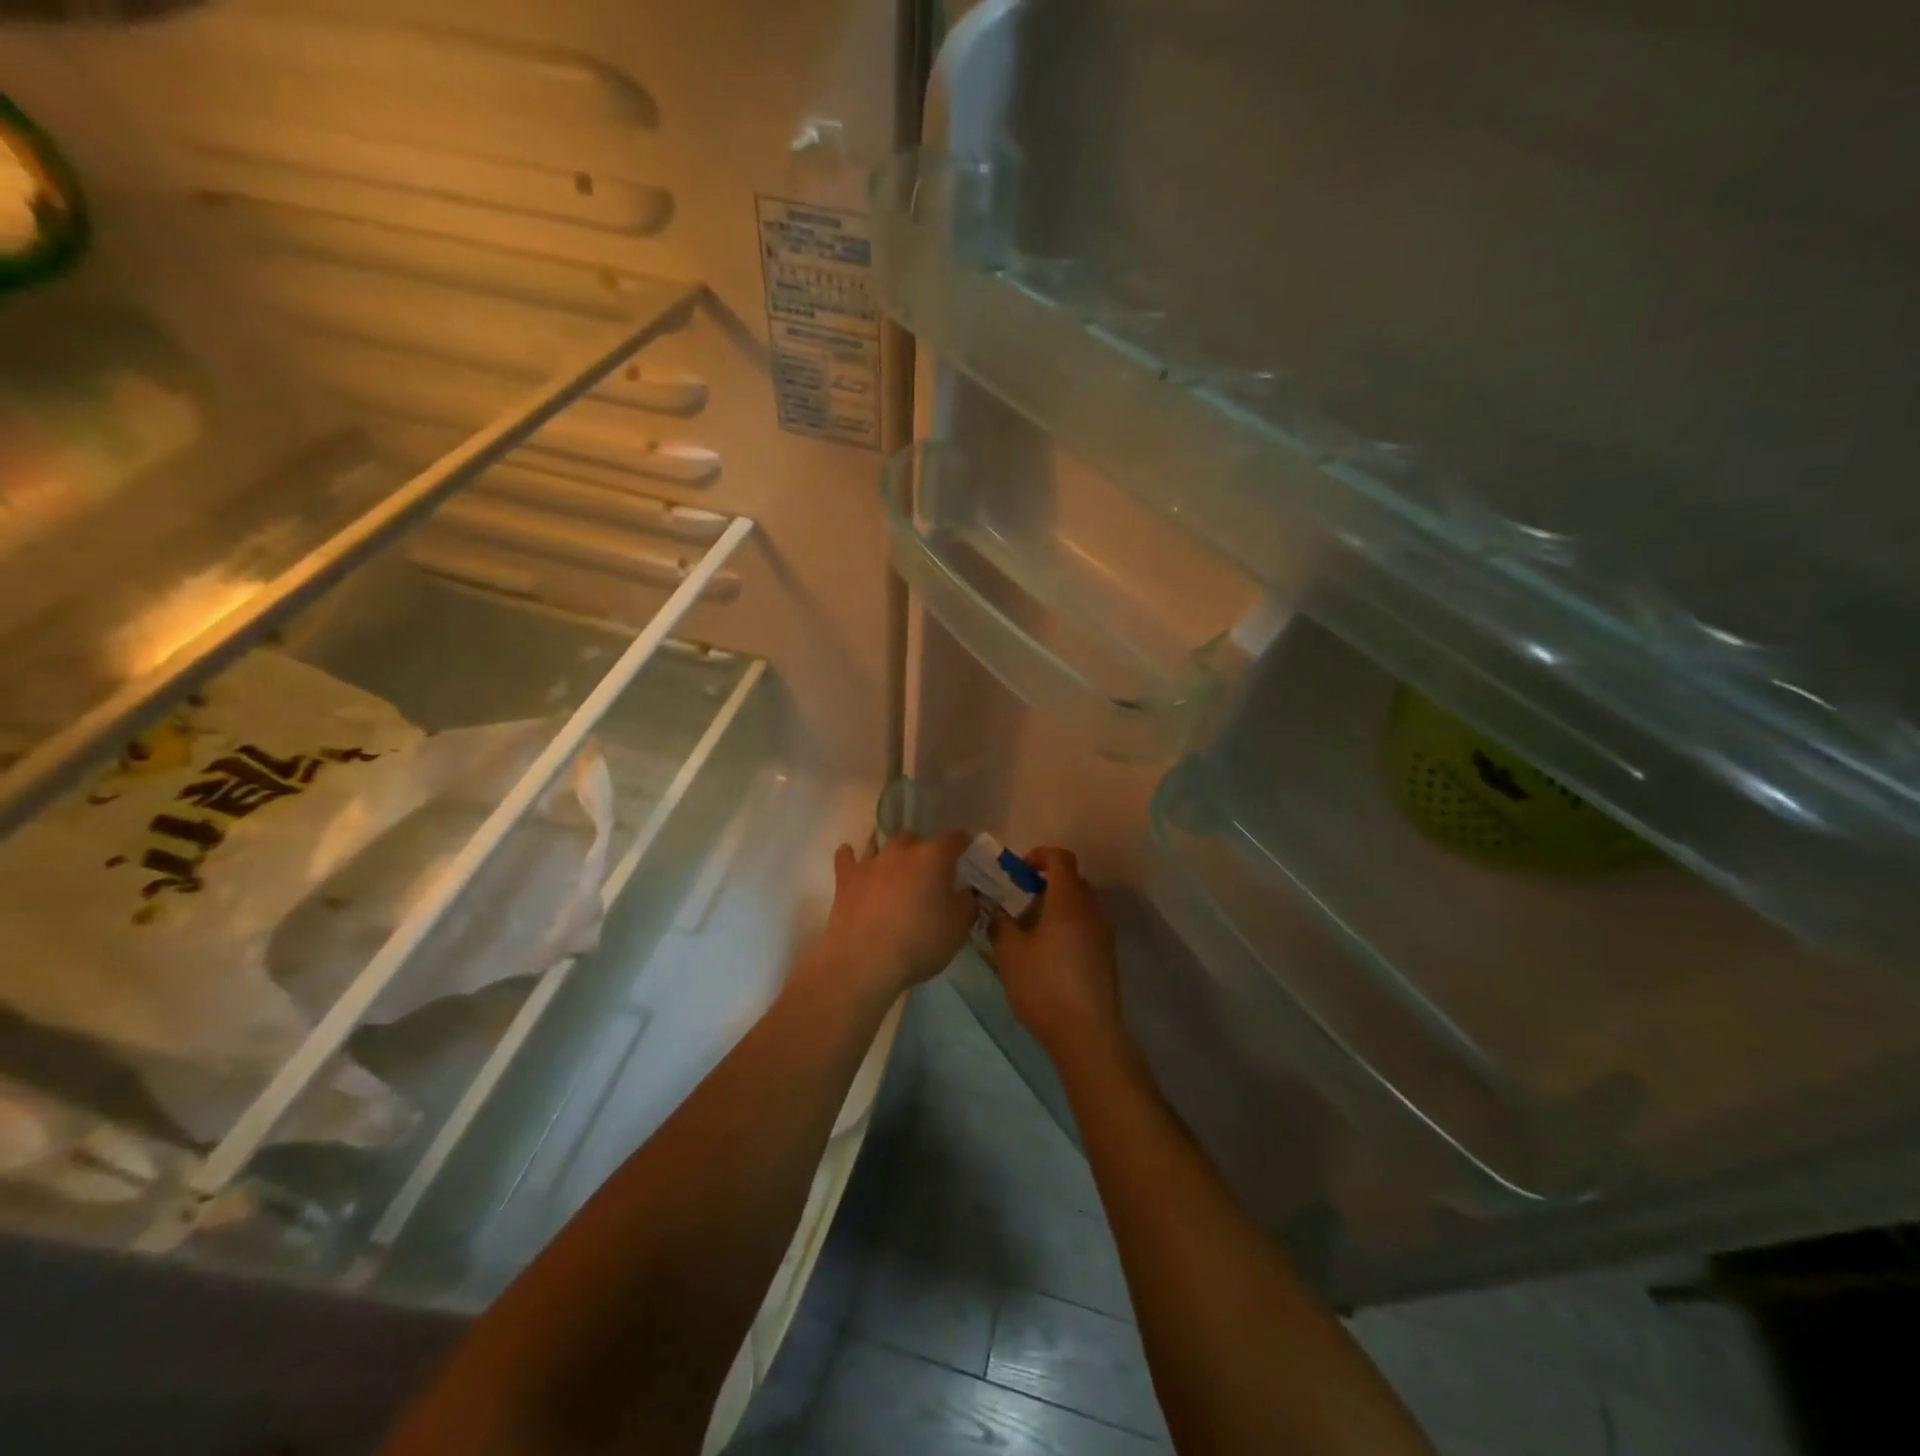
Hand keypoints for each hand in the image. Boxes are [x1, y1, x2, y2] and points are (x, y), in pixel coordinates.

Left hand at [810, 830, 974, 998]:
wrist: (864, 961)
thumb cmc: (919, 943)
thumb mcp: (958, 929)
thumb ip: (967, 904)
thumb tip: (968, 892)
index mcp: (935, 858)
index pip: (955, 838)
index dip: (963, 845)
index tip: (967, 855)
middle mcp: (903, 851)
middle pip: (916, 839)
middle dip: (923, 852)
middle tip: (928, 876)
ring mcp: (872, 862)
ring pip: (883, 845)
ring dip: (891, 856)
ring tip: (895, 874)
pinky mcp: (846, 878)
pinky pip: (847, 858)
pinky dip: (851, 858)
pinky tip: (852, 862)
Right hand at [989, 847, 1125, 1058]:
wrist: (1087, 1034)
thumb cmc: (1045, 986)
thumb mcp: (1010, 953)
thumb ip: (1000, 924)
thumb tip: (996, 910)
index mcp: (1068, 901)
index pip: (1060, 858)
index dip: (1039, 856)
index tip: (1019, 872)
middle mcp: (1092, 910)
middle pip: (1072, 880)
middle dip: (1045, 883)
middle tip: (1019, 902)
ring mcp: (1104, 933)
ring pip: (1080, 905)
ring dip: (1057, 906)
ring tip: (1030, 930)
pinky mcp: (1107, 956)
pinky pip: (1087, 926)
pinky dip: (1068, 926)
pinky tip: (1047, 954)